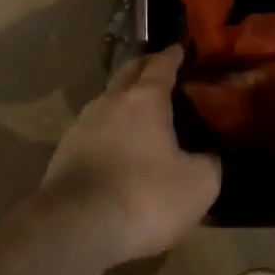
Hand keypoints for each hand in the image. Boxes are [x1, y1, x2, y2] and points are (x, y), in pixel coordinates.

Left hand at [39, 45, 220, 265]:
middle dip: (145, 67)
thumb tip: (210, 157)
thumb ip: (210, 164)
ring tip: (138, 111)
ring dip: (123, 99)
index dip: (173, 55)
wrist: (76, 226)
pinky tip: (115, 147)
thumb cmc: (144, 196)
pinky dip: (108, 129)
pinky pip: (93, 128)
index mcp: (145, 98)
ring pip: (108, 99)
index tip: (180, 48)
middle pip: (129, 72)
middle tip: (160, 69)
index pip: (161, 64)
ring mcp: (83, 124)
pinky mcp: (64, 151)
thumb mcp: (197, 186)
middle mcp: (111, 100)